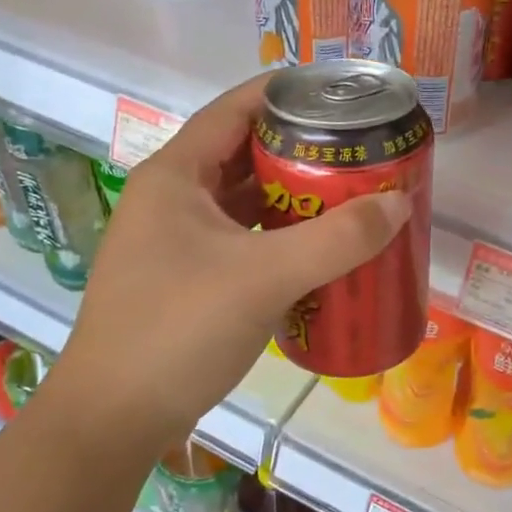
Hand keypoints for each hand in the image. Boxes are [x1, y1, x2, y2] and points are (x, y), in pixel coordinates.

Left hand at [48, 75, 410, 449]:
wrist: (115, 418)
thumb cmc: (179, 329)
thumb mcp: (264, 277)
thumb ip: (337, 239)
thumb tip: (397, 203)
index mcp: (175, 176)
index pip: (234, 109)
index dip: (285, 93)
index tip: (339, 95)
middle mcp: (171, 199)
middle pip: (243, 154)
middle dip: (301, 150)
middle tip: (358, 151)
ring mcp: (175, 242)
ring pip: (242, 202)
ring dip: (292, 197)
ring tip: (350, 194)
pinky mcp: (185, 280)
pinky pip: (241, 241)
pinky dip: (279, 238)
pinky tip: (318, 250)